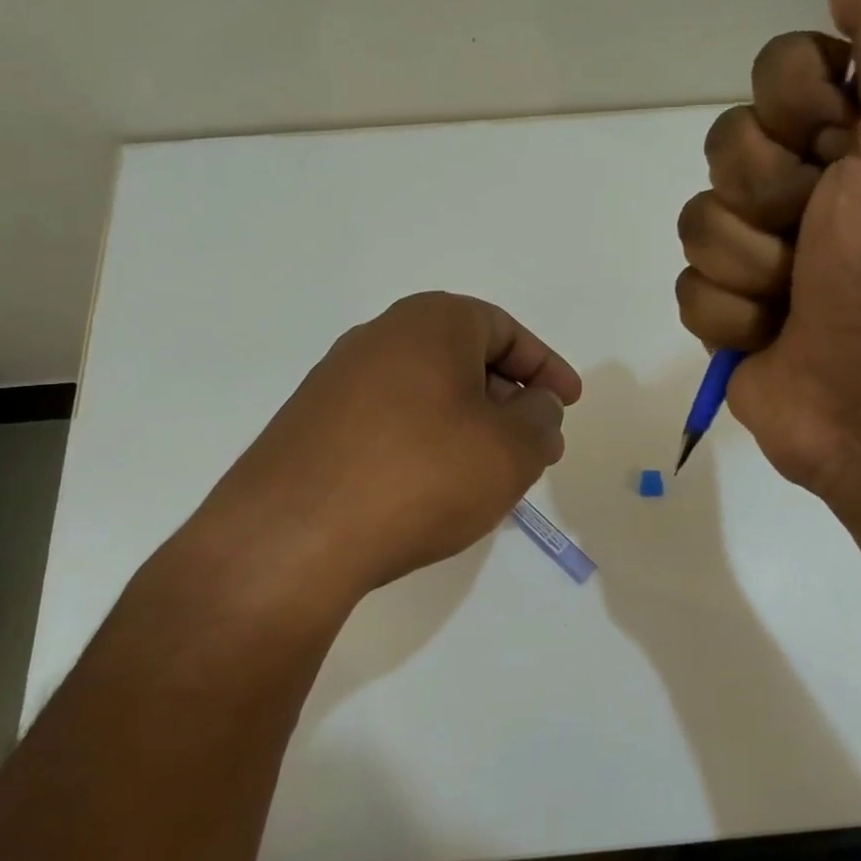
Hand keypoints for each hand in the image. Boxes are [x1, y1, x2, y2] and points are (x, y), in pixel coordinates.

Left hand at [180, 292, 581, 607]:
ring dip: (469, 425)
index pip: (506, 331)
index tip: (569, 403)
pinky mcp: (312, 425)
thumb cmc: (421, 476)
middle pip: (465, 358)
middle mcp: (380, 337)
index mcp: (431, 322)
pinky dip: (427, 443)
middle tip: (536, 444)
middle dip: (509, 400)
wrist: (292, 538)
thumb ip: (541, 418)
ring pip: (427, 392)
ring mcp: (337, 381)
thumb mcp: (510, 449)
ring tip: (491, 472)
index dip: (546, 368)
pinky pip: (390, 421)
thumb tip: (538, 405)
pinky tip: (435, 487)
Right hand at [675, 0, 860, 499]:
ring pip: (698, 219)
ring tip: (796, 299)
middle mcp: (803, 189)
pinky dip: (733, 316)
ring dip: (752, 265)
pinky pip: (689, 288)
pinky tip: (772, 338)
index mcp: (854, 140)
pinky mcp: (727, 313)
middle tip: (818, 236)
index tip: (838, 148)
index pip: (778, 69)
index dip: (797, 107)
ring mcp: (759, 254)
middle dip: (770, 196)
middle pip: (727, 143)